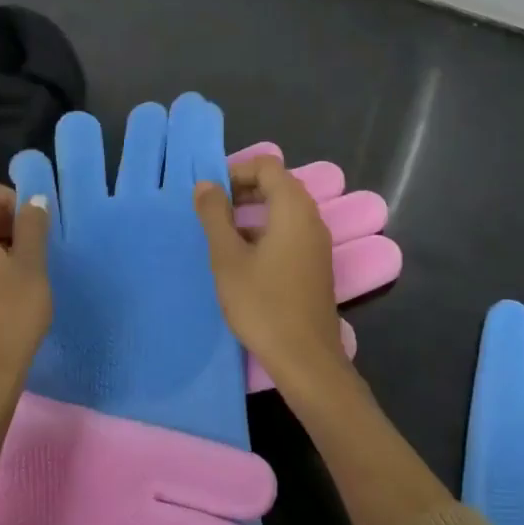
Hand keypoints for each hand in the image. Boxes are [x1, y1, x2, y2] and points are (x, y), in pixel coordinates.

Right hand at [193, 156, 352, 397]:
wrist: (305, 358)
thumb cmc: (262, 303)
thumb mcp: (227, 257)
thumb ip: (215, 215)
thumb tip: (206, 184)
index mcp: (293, 208)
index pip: (267, 166)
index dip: (236, 171)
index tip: (211, 194)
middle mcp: (311, 218)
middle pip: (277, 184)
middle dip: (242, 190)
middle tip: (212, 211)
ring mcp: (317, 243)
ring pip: (283, 210)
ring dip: (252, 212)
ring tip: (222, 235)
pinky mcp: (315, 265)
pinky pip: (290, 232)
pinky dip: (266, 231)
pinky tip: (243, 259)